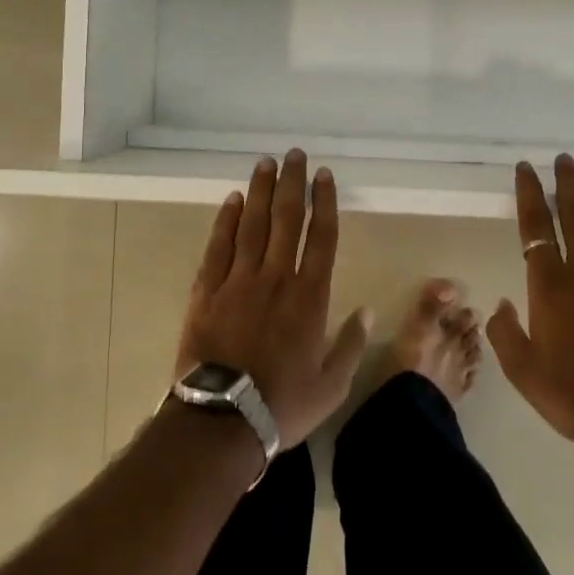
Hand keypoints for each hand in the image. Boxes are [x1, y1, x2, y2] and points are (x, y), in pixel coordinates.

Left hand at [174, 151, 370, 449]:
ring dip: (260, 191)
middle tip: (294, 155)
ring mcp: (239, 281)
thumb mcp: (332, 385)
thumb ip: (351, 344)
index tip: (324, 175)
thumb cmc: (282, 403)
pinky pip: (218, 246)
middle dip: (292, 183)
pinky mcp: (207, 290)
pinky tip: (232, 200)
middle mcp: (276, 278)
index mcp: (309, 297)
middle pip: (286, 219)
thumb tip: (366, 310)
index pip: (321, 237)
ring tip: (265, 163)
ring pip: (252, 224)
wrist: (222, 419)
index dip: (324, 202)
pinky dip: (226, 220)